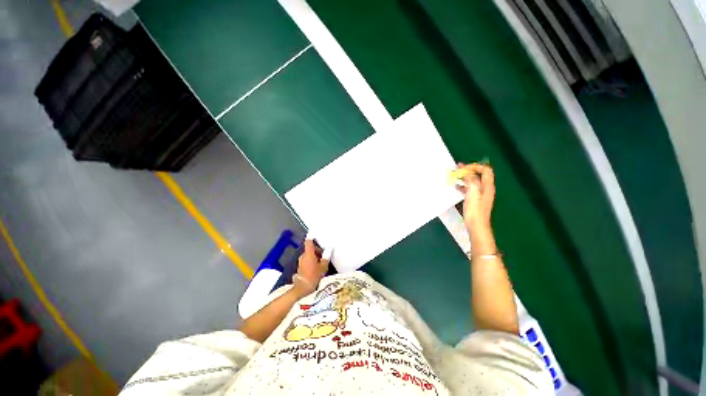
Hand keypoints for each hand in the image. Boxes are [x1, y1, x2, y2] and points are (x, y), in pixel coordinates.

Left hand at [293, 238, 329, 295]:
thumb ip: (326, 257)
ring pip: (309, 255)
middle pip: (310, 249)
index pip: (309, 241)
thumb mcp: (323, 267)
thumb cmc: (313, 276)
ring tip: (323, 261)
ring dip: (315, 256)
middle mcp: (303, 256)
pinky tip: (318, 266)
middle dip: (317, 250)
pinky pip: (307, 260)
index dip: (311, 236)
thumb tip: (329, 249)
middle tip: (325, 253)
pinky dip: (312, 261)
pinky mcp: (300, 267)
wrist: (302, 289)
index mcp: (309, 253)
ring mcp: (301, 262)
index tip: (314, 231)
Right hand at [456, 163, 494, 237]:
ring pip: (473, 181)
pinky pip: (470, 188)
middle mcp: (485, 189)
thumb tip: (468, 173)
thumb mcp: (473, 194)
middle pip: (479, 175)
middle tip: (458, 169)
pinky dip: (464, 185)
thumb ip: (471, 182)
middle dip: (469, 170)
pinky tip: (457, 186)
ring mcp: (481, 195)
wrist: (476, 226)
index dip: (475, 166)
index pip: (485, 170)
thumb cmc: (475, 211)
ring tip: (455, 176)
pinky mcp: (475, 200)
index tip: (464, 168)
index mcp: (487, 187)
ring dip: (465, 177)